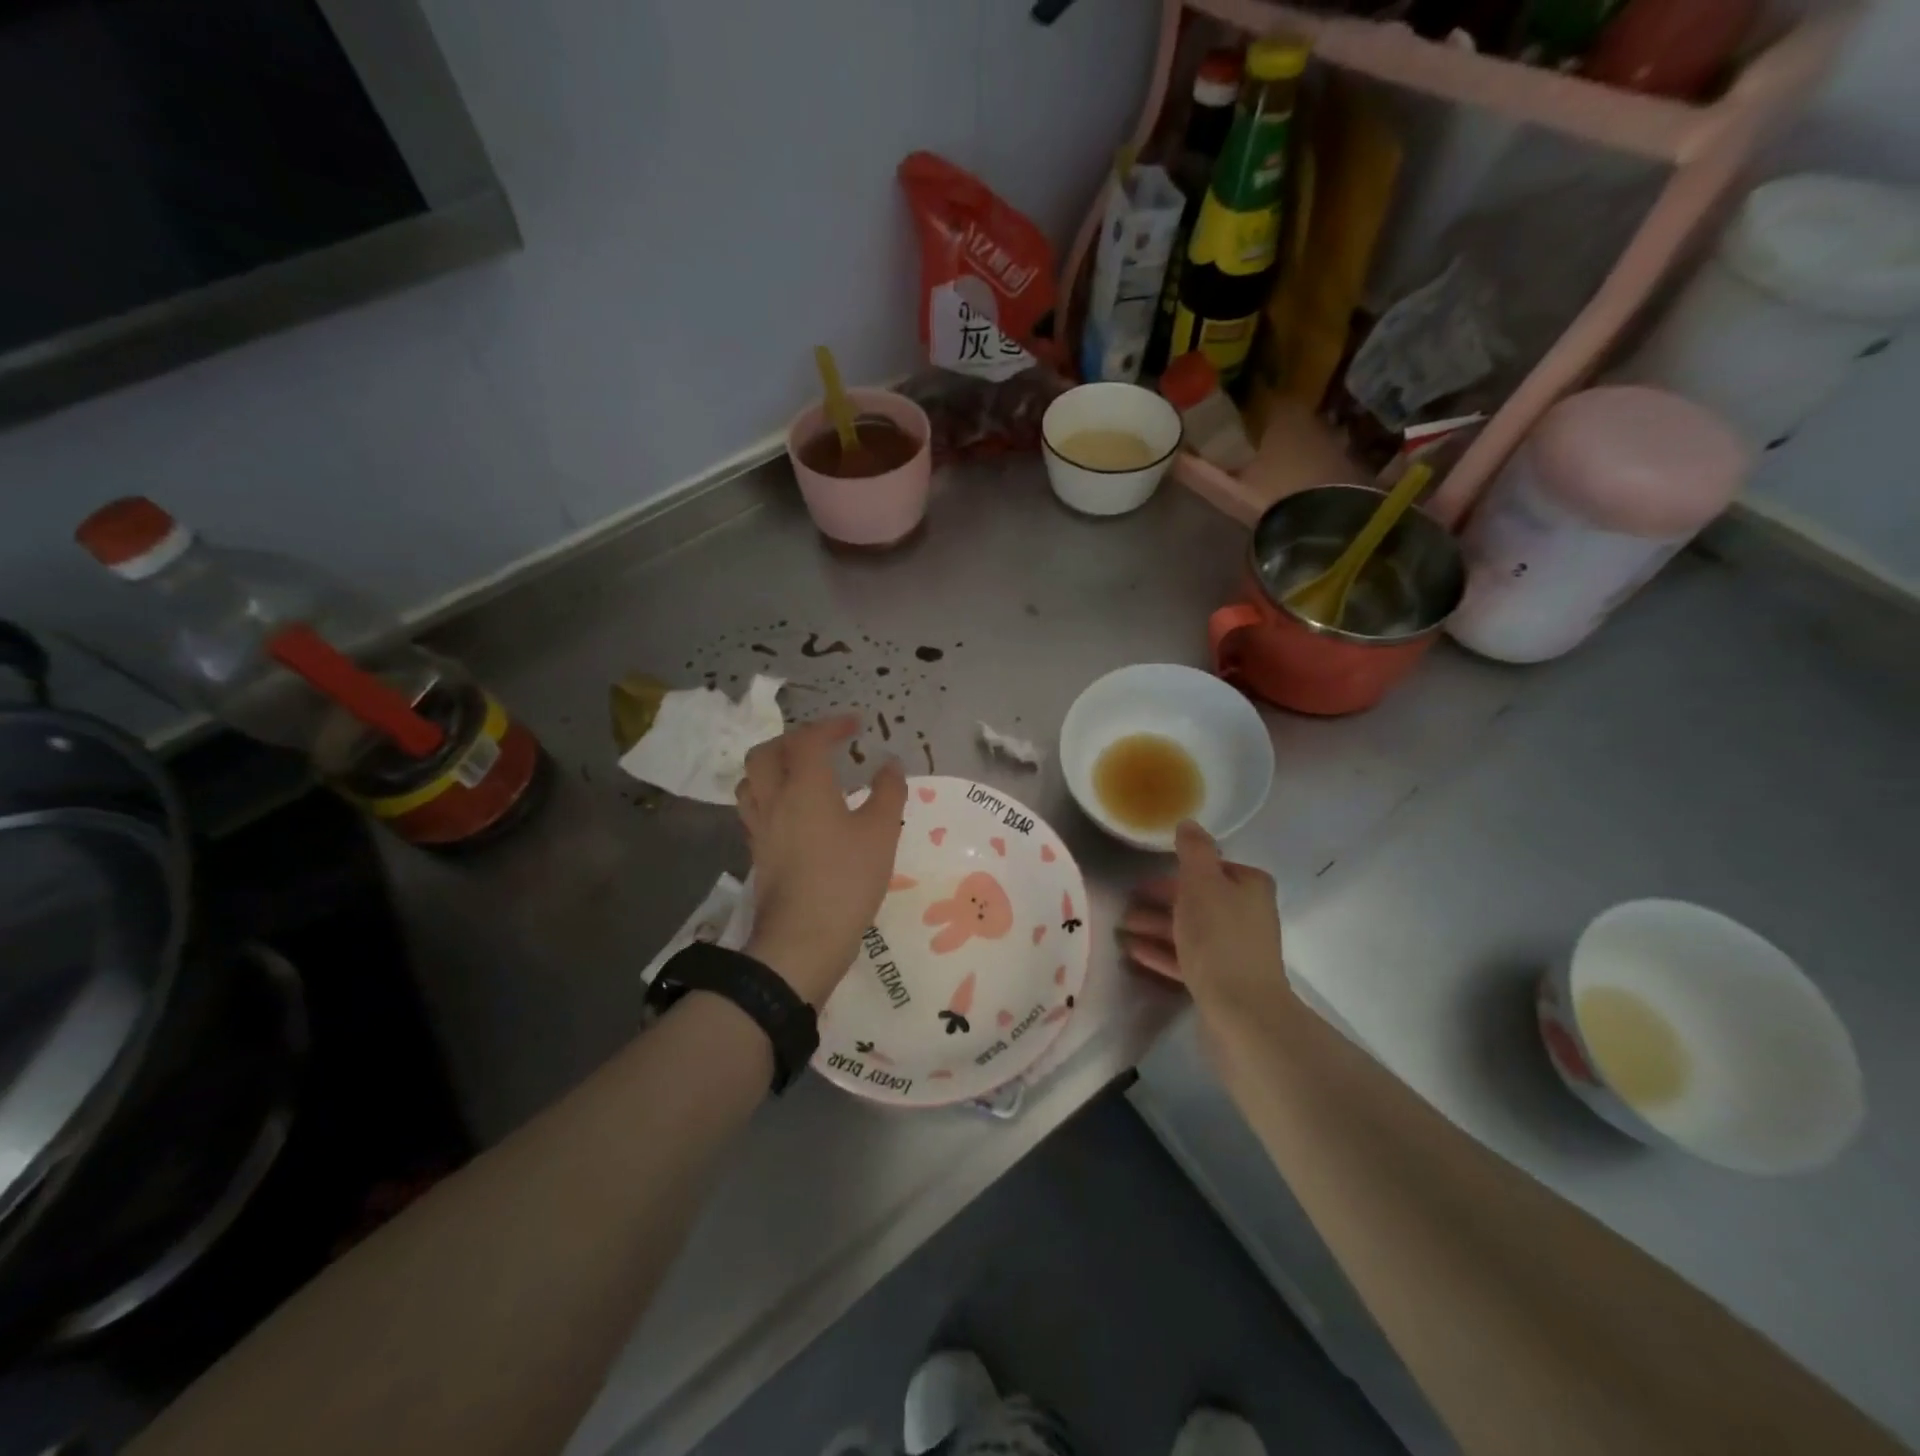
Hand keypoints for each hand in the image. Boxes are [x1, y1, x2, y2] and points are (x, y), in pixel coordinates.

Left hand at [736, 714, 906, 1005]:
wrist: (803, 938)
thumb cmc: (846, 880)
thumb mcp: (882, 833)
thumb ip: (888, 792)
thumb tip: (889, 764)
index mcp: (805, 786)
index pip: (808, 739)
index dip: (831, 725)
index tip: (855, 725)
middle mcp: (774, 799)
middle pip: (767, 752)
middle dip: (793, 740)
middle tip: (821, 745)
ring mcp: (760, 827)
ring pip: (751, 780)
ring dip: (773, 766)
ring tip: (799, 773)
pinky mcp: (756, 853)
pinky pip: (753, 809)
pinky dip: (769, 796)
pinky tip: (791, 813)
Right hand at [1120, 820, 1291, 1035]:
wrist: (1242, 1011)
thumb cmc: (1220, 937)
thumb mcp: (1202, 883)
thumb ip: (1193, 850)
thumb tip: (1188, 823)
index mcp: (1249, 887)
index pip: (1210, 868)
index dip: (1175, 872)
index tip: (1142, 878)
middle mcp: (1246, 915)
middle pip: (1196, 899)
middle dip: (1159, 901)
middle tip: (1124, 903)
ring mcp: (1234, 950)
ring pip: (1188, 930)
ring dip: (1154, 926)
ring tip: (1119, 929)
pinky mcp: (1222, 980)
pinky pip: (1186, 957)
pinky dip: (1161, 951)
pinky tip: (1132, 951)